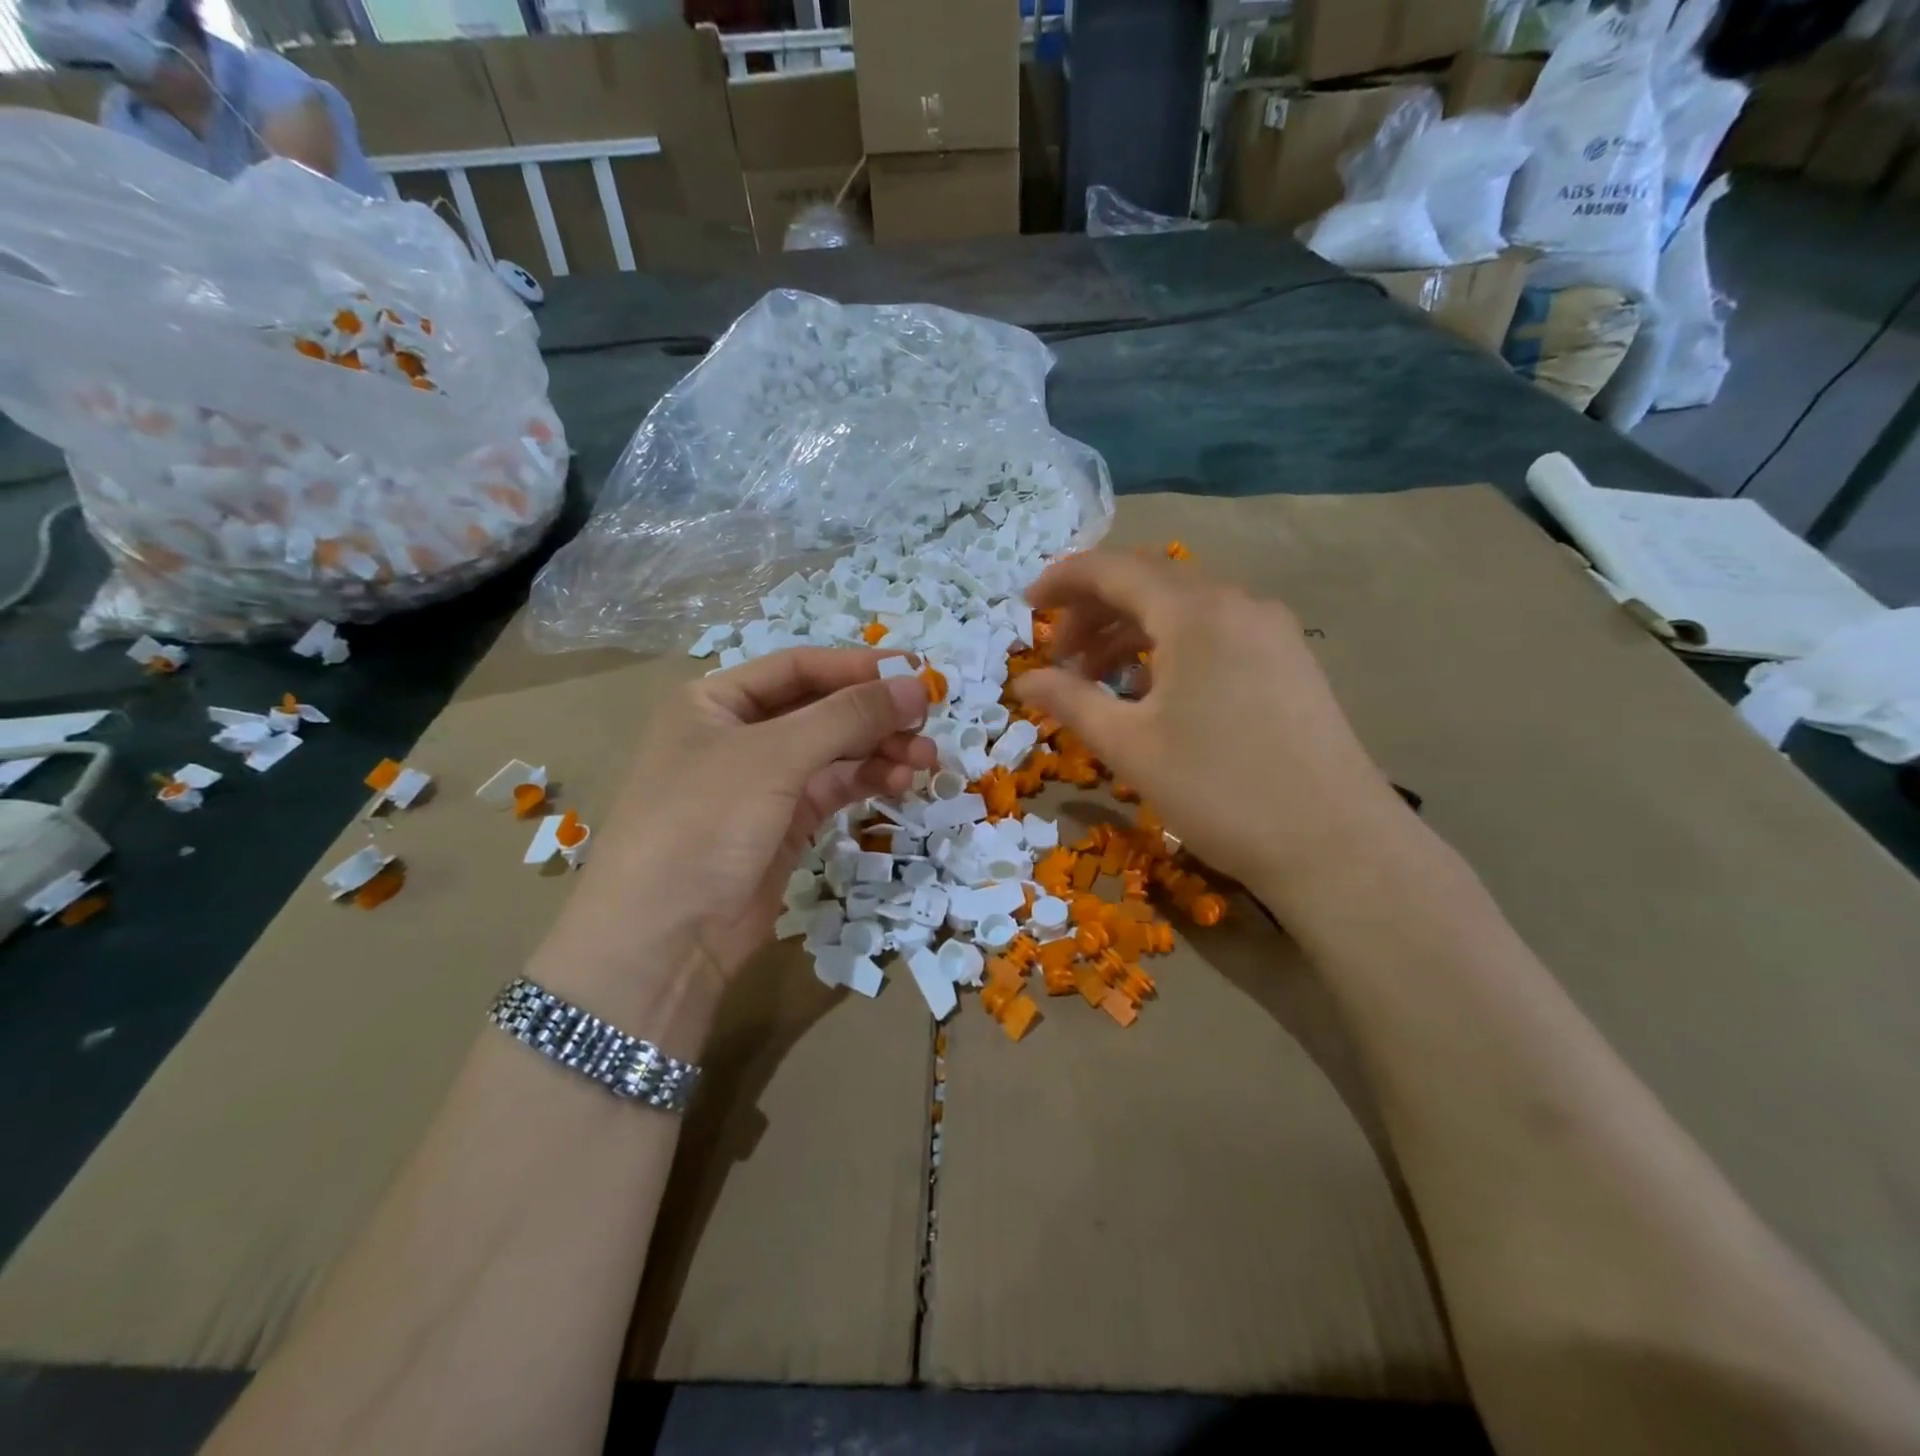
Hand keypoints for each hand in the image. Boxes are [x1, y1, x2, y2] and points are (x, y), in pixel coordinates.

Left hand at [533, 649, 933, 1043]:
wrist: (664, 939)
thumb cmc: (705, 822)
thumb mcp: (774, 757)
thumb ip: (847, 717)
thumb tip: (916, 685)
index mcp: (715, 701)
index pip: (798, 667)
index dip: (857, 668)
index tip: (916, 673)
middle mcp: (738, 734)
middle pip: (820, 708)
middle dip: (874, 714)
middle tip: (928, 720)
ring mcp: (762, 782)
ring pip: (833, 751)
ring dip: (880, 750)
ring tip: (926, 759)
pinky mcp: (783, 824)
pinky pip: (834, 788)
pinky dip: (867, 781)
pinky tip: (901, 783)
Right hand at [1013, 552, 1409, 912]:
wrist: (1335, 845)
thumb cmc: (1219, 790)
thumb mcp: (1129, 746)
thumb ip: (1070, 701)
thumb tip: (1024, 681)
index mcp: (1195, 612)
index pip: (1114, 569)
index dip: (1063, 580)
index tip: (1026, 605)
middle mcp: (1237, 603)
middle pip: (1149, 582)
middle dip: (1094, 610)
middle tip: (1060, 657)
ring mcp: (1271, 630)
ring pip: (1184, 609)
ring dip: (1131, 632)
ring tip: (1098, 680)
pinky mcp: (1289, 661)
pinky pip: (1215, 633)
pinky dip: (1171, 648)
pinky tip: (1154, 693)